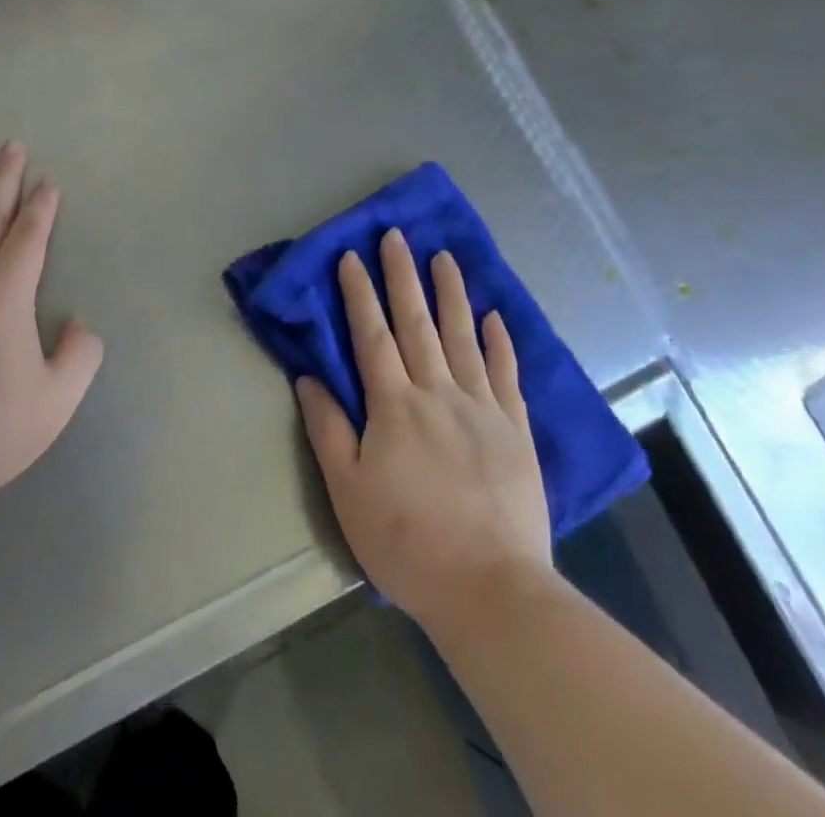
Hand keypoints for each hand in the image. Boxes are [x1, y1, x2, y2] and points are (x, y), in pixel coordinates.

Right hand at [296, 229, 553, 627]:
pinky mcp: (515, 430)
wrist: (490, 589)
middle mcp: (438, 392)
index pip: (371, 336)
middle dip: (403, 276)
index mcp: (394, 405)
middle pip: (416, 323)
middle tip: (396, 236)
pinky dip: (499, 342)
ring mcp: (482, 407)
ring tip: (444, 257)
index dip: (359, 294)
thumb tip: (308, 377)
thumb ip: (328, 429)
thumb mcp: (348, 490)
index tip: (351, 256)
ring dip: (451, 294)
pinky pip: (506, 374)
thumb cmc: (406, 541)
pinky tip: (494, 316)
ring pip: (462, 337)